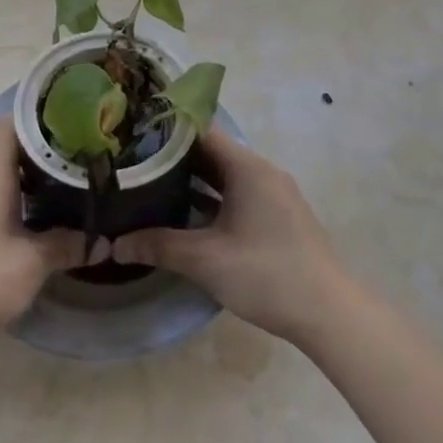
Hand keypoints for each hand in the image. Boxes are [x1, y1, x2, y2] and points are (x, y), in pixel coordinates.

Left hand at [0, 118, 82, 351]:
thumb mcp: (33, 263)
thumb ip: (67, 246)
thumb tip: (102, 243)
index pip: (9, 126)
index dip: (37, 119)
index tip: (69, 123)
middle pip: (9, 156)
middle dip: (44, 158)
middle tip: (80, 162)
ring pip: (2, 185)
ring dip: (31, 188)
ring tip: (67, 194)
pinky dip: (17, 210)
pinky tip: (37, 229)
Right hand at [112, 128, 349, 344]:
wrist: (329, 313)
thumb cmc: (266, 274)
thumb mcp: (206, 260)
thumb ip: (159, 246)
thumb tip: (114, 244)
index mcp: (247, 167)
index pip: (201, 131)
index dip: (166, 130)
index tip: (134, 134)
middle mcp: (261, 171)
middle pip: (212, 152)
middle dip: (173, 157)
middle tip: (133, 162)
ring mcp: (273, 193)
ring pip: (225, 175)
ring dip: (193, 179)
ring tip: (150, 184)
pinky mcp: (277, 215)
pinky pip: (237, 193)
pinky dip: (212, 197)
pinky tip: (185, 213)